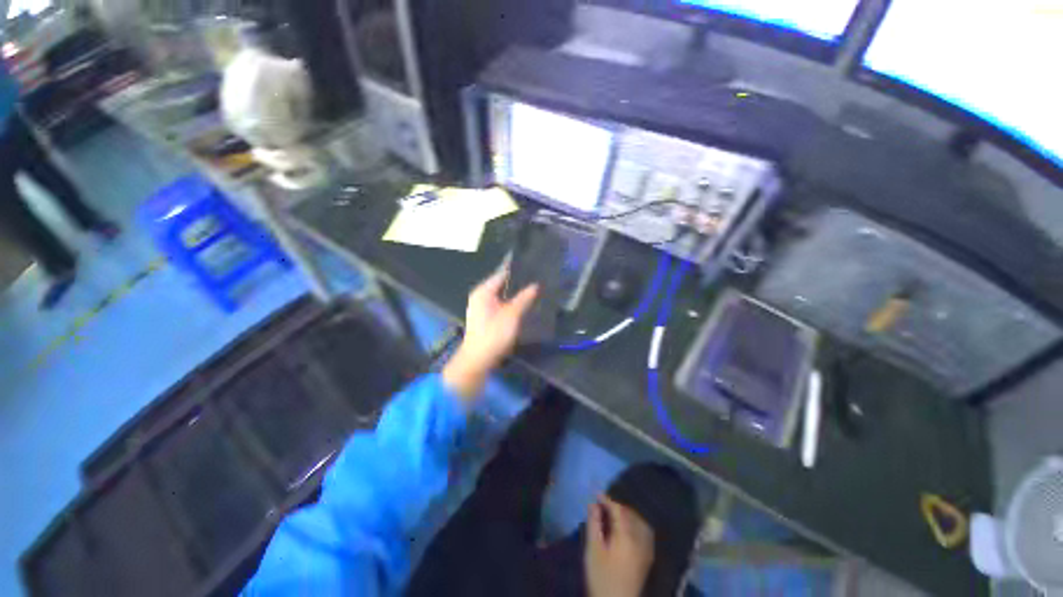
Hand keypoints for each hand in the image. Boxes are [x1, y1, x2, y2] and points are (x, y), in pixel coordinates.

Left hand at [442, 269, 537, 400]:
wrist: (478, 360)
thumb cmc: (493, 335)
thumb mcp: (512, 315)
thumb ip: (524, 299)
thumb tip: (535, 285)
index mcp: (483, 291)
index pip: (502, 274)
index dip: (518, 271)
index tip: (534, 268)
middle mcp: (481, 296)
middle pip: (502, 284)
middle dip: (518, 283)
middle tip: (537, 280)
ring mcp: (482, 307)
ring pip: (502, 295)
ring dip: (515, 295)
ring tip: (534, 291)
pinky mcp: (486, 317)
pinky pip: (501, 304)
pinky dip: (511, 304)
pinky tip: (524, 305)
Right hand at [585, 496, 654, 596]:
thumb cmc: (602, 577)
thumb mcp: (593, 550)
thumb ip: (594, 524)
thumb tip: (593, 503)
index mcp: (627, 535)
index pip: (618, 509)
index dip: (607, 499)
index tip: (596, 493)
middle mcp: (640, 538)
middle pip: (630, 514)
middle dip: (617, 505)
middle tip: (602, 504)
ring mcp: (646, 548)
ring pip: (639, 521)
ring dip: (626, 513)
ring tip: (613, 513)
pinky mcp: (647, 557)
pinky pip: (644, 531)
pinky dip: (635, 523)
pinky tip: (626, 527)